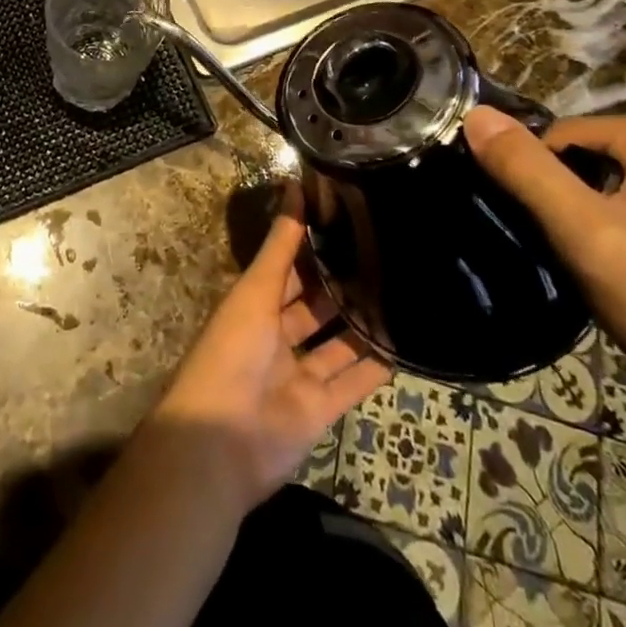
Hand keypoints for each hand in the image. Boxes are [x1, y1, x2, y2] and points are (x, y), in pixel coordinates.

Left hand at [153, 193, 392, 510]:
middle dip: (343, 282)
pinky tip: (404, 343)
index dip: (312, 243)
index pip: (288, 266)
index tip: (348, 217)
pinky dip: (375, 366)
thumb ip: (280, 245)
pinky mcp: (320, 409)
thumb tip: (294, 185)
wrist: (221, 442)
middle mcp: (277, 334)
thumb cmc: (232, 351)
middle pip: (315, 303)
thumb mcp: (256, 290)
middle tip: (386, 252)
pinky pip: (352, 382)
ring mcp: (299, 373)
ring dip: (363, 322)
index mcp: (255, 303)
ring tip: (401, 291)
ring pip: (337, 342)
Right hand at [462, 107, 625, 424]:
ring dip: (612, 216)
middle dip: (583, 201)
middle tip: (592, 258)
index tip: (557, 236)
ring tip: (622, 270)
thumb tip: (475, 115)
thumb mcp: (585, 236)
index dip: (548, 184)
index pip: (567, 137)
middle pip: (602, 157)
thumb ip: (526, 171)